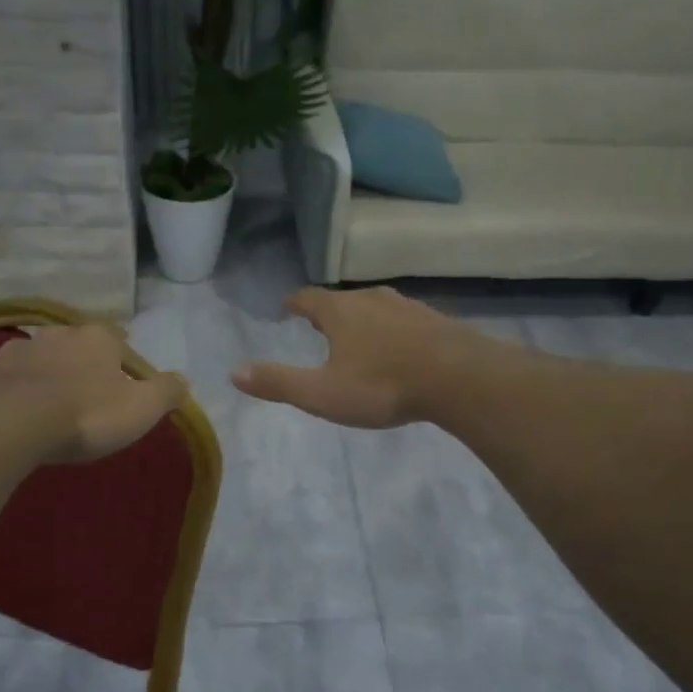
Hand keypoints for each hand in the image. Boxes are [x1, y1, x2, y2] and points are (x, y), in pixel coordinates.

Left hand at [0, 323, 187, 462]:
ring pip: (33, 359)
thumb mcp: (141, 409)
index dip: (121, 356)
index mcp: (96, 339)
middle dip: (78, 363)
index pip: (116, 338)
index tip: (122, 375)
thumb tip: (183, 380)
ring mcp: (13, 351)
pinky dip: (5, 391)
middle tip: (83, 392)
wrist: (9, 425)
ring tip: (43, 405)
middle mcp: (54, 334)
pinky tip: (7, 413)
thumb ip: (166, 391)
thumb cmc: (86, 414)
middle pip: (72, 345)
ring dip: (40, 375)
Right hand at [231, 287, 487, 428]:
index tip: (287, 306)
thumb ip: (279, 382)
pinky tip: (398, 348)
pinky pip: (403, 320)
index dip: (295, 303)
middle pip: (342, 300)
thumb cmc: (382, 385)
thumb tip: (234, 372)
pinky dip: (392, 330)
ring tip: (356, 335)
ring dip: (362, 319)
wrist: (458, 377)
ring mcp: (407, 307)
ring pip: (375, 307)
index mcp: (340, 312)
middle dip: (328, 312)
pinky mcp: (434, 320)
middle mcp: (372, 300)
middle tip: (318, 325)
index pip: (309, 298)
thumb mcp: (322, 392)